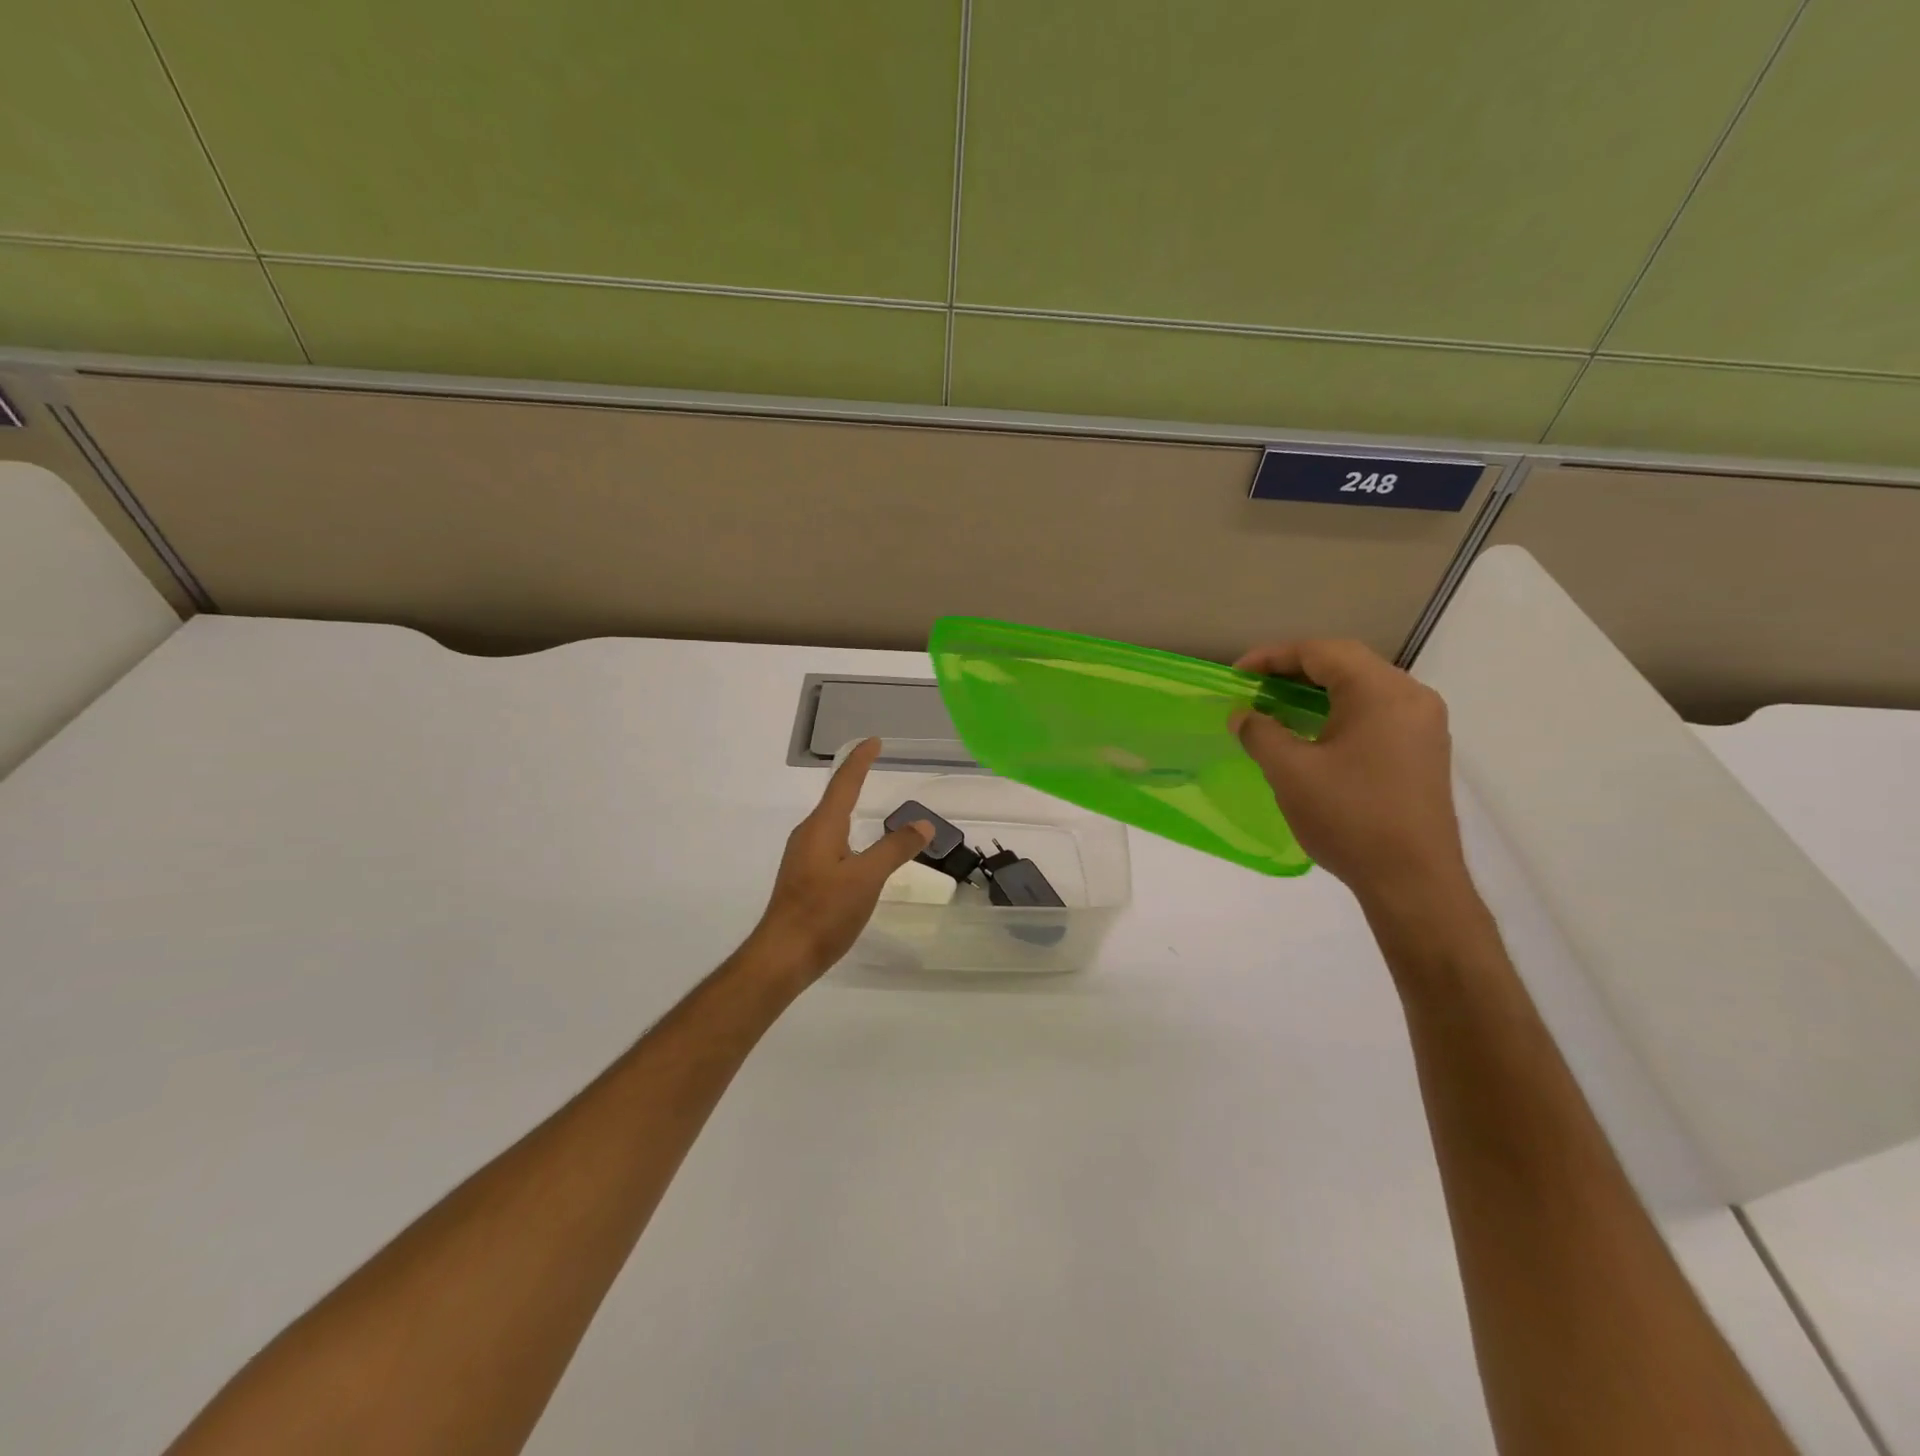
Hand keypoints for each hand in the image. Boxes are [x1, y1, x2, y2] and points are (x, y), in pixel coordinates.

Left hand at [747, 738, 933, 980]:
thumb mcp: (867, 879)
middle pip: (835, 799)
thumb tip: (922, 823)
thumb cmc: (823, 912)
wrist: (782, 956)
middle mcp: (808, 835)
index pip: (844, 783)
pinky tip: (858, 851)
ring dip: (850, 807)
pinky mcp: (804, 877)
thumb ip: (894, 849)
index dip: (860, 760)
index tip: (874, 741)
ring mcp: (803, 857)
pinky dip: (848, 833)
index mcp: (822, 827)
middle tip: (875, 764)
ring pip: (831, 823)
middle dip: (854, 779)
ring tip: (870, 802)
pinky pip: (830, 842)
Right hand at [1233, 639, 1469, 908]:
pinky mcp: (1424, 751)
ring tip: (1277, 707)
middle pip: (1346, 664)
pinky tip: (1314, 734)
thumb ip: (1260, 733)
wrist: (1413, 881)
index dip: (1272, 657)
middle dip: (1294, 670)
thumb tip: (1242, 715)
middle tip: (1254, 688)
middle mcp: (1411, 696)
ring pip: (1363, 688)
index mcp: (1381, 691)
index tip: (1236, 675)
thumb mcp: (1290, 772)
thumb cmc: (1349, 817)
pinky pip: (1376, 713)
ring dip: (1317, 691)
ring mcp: (1423, 725)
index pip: (1321, 652)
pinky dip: (1339, 712)